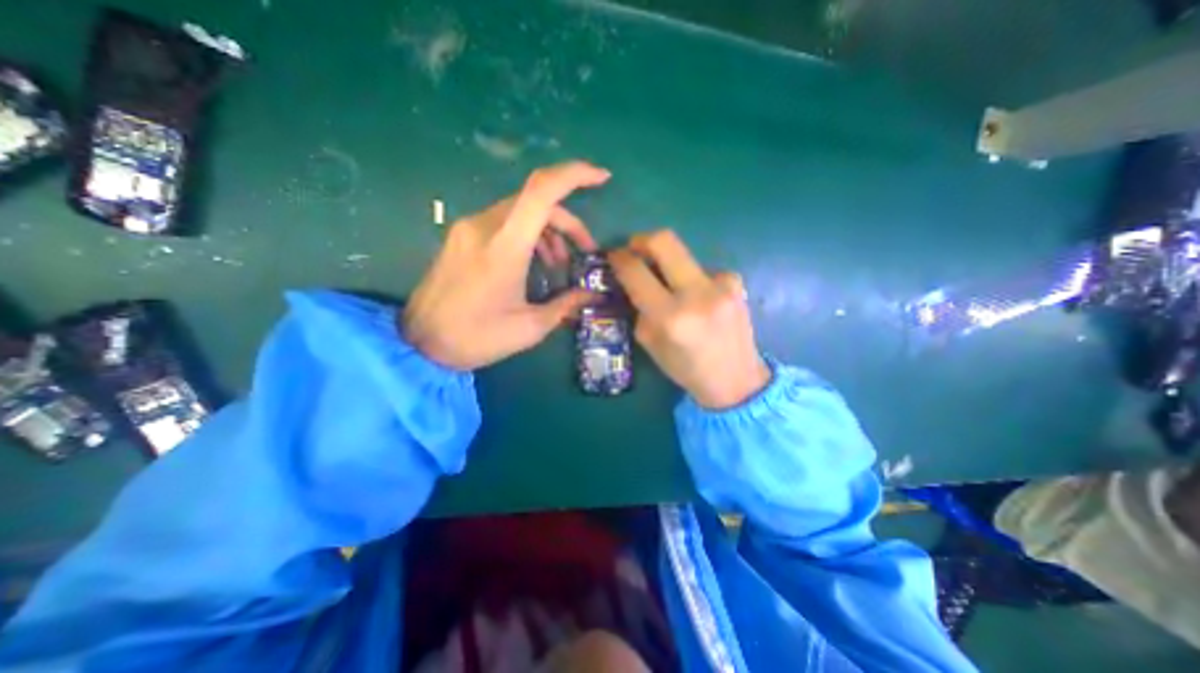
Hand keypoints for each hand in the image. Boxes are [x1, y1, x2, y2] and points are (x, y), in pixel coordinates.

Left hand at [403, 159, 610, 369]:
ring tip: (558, 264)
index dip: (575, 175)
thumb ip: (566, 305)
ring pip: (520, 210)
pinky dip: (527, 234)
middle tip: (585, 251)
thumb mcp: (529, 327)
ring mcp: (469, 228)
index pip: (542, 191)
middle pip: (536, 201)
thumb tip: (593, 294)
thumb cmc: (477, 338)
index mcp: (504, 246)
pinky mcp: (461, 236)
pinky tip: (533, 262)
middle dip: (568, 222)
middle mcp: (484, 226)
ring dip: (548, 230)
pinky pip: (503, 222)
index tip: (602, 178)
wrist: (418, 343)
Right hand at [610, 230, 768, 406]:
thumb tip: (632, 280)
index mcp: (671, 317)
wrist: (737, 380)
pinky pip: (702, 269)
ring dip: (670, 266)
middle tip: (634, 249)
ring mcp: (721, 284)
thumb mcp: (650, 344)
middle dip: (641, 239)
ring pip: (683, 255)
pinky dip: (692, 279)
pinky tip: (700, 299)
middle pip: (664, 240)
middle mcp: (697, 294)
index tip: (614, 257)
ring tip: (673, 290)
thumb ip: (639, 308)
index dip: (619, 259)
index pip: (636, 272)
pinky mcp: (736, 281)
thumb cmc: (687, 369)